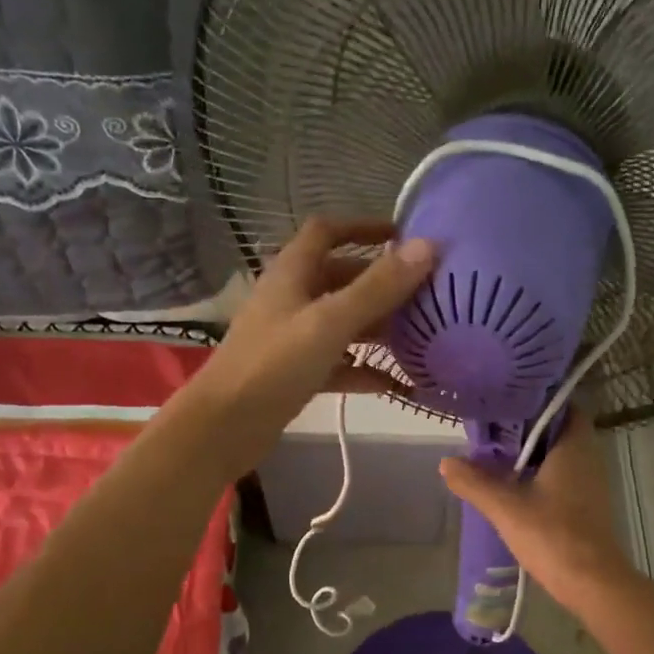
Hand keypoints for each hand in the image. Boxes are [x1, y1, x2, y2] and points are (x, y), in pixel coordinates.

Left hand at [183, 218, 435, 475]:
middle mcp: (292, 299)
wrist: (224, 427)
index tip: (403, 236)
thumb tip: (429, 246)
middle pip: (341, 278)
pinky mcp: (296, 373)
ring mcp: (293, 337)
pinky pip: (338, 362)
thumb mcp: (330, 321)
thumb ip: (378, 287)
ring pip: (342, 321)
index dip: (362, 227)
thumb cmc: (274, 364)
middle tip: (426, 292)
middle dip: (381, 282)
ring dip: (378, 325)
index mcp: (292, 273)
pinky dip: (365, 368)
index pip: (327, 231)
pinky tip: (399, 383)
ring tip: (422, 334)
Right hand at [438, 413, 632, 606]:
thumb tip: (446, 462)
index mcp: (574, 447)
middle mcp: (588, 458)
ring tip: (497, 454)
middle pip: (559, 431)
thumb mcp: (505, 507)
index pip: (565, 407)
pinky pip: (563, 477)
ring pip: (560, 456)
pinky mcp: (587, 506)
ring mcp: (591, 484)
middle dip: (529, 428)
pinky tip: (515, 486)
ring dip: (533, 454)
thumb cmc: (552, 534)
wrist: (592, 583)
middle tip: (494, 428)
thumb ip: (474, 482)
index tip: (510, 401)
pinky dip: (541, 475)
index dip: (539, 400)